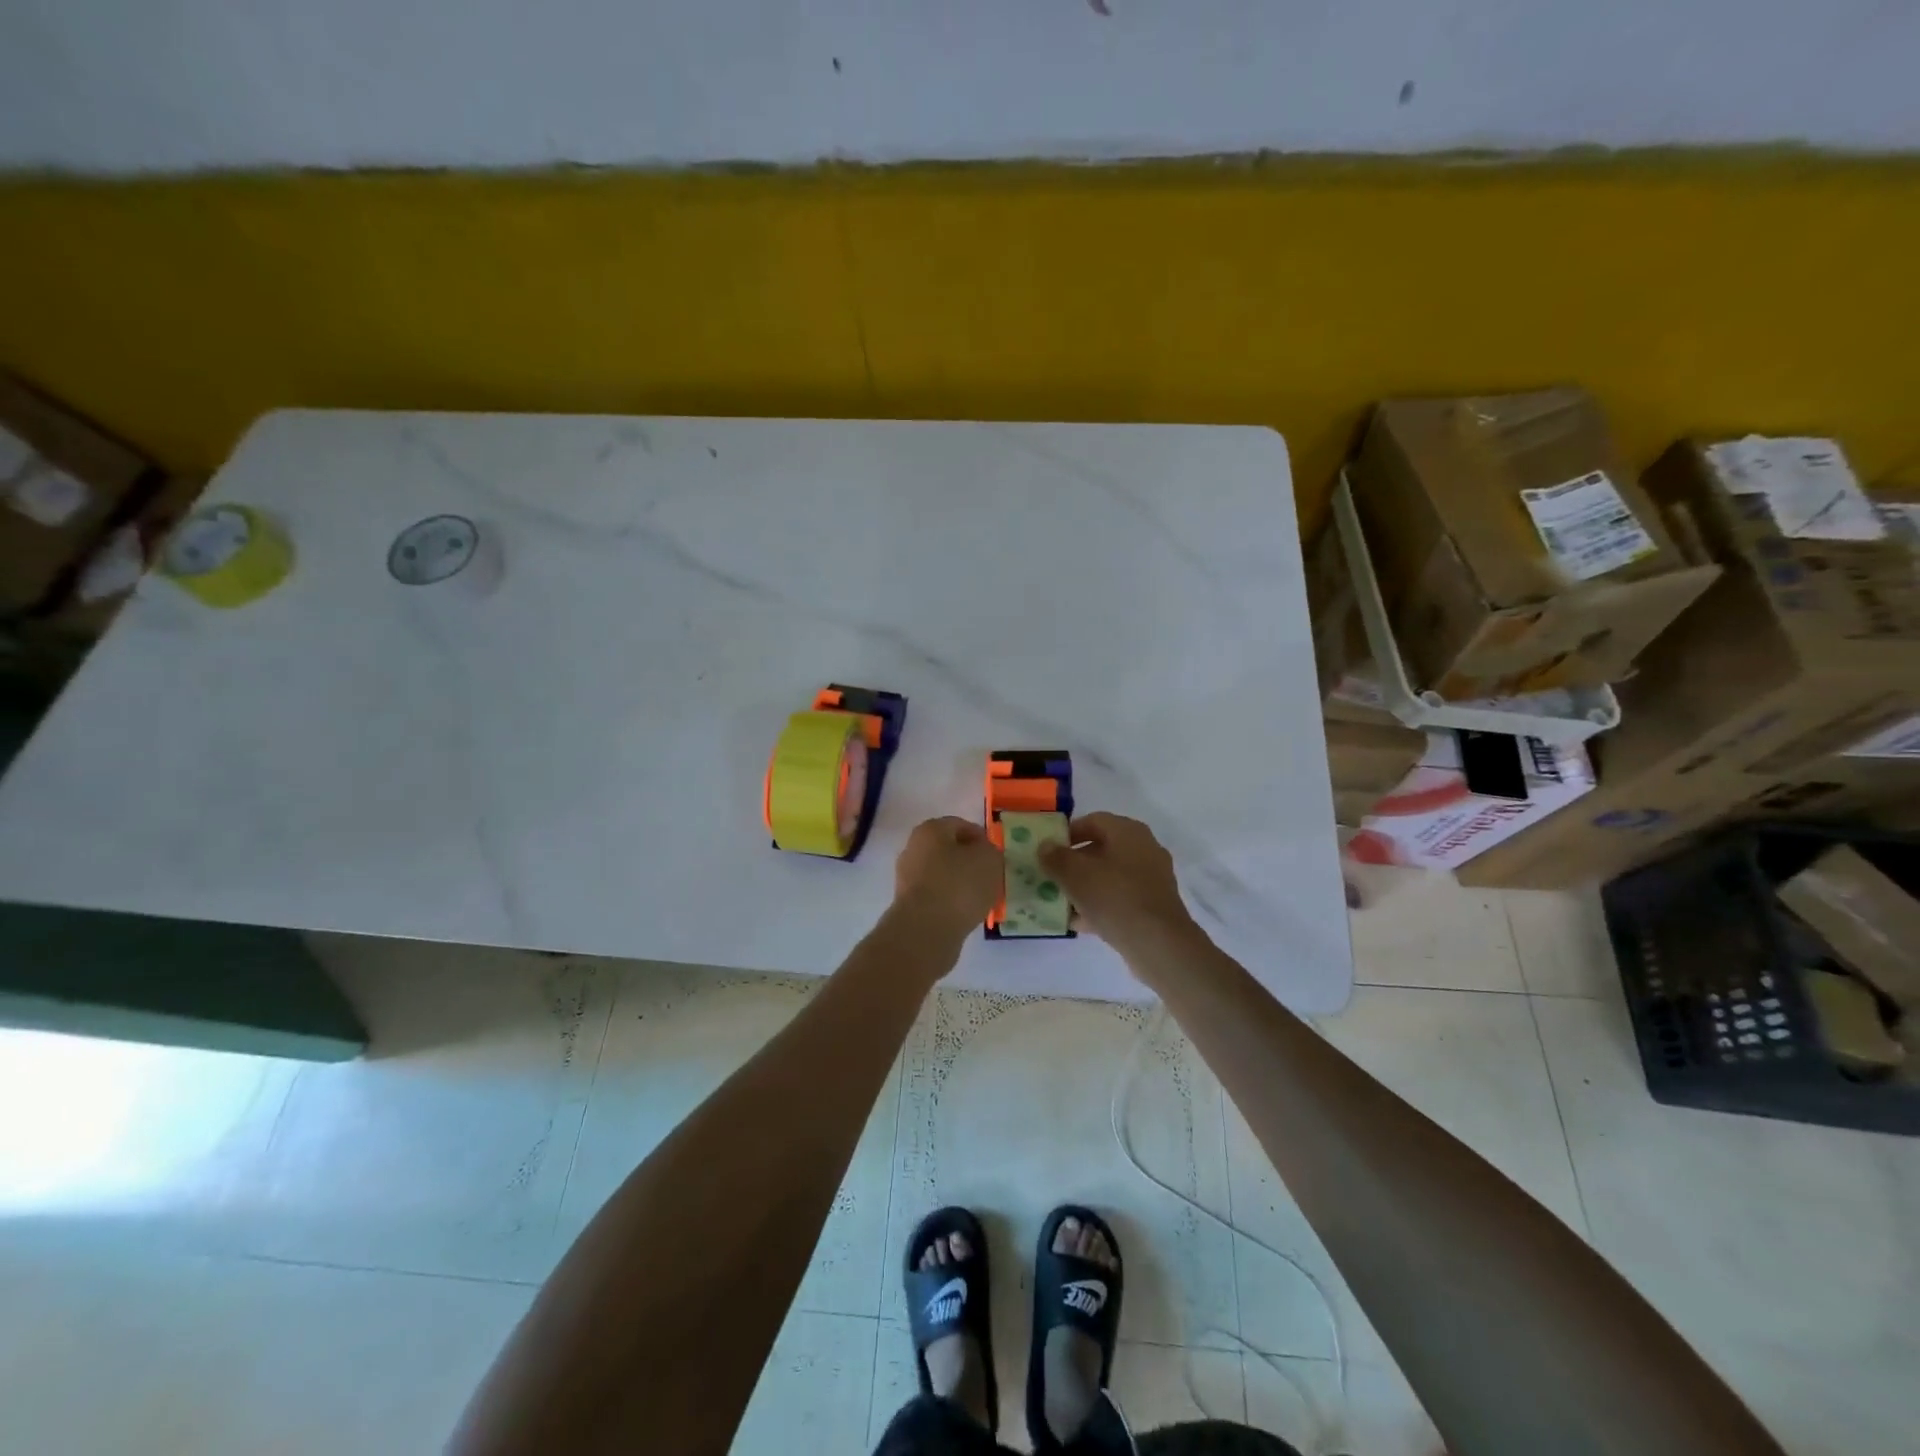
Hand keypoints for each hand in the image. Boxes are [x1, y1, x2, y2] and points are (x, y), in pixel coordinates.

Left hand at [892, 816, 1002, 941]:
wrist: (926, 930)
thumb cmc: (959, 885)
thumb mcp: (989, 859)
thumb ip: (991, 850)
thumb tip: (983, 853)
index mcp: (930, 829)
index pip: (961, 825)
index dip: (982, 839)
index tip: (997, 856)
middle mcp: (914, 848)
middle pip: (949, 850)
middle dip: (970, 862)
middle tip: (991, 877)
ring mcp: (907, 877)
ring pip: (943, 874)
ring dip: (961, 883)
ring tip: (981, 898)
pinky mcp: (908, 903)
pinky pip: (937, 896)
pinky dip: (951, 901)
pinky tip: (966, 913)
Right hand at [1038, 813, 1198, 956]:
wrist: (1158, 943)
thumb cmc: (1114, 897)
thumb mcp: (1074, 874)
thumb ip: (1055, 857)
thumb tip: (1045, 846)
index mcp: (1128, 832)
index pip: (1093, 821)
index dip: (1067, 833)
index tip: (1048, 850)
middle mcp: (1144, 849)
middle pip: (1101, 849)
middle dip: (1074, 863)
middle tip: (1052, 877)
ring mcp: (1152, 878)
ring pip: (1110, 876)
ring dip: (1085, 887)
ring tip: (1062, 902)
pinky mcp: (1154, 905)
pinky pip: (1120, 898)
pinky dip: (1100, 905)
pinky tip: (1080, 922)